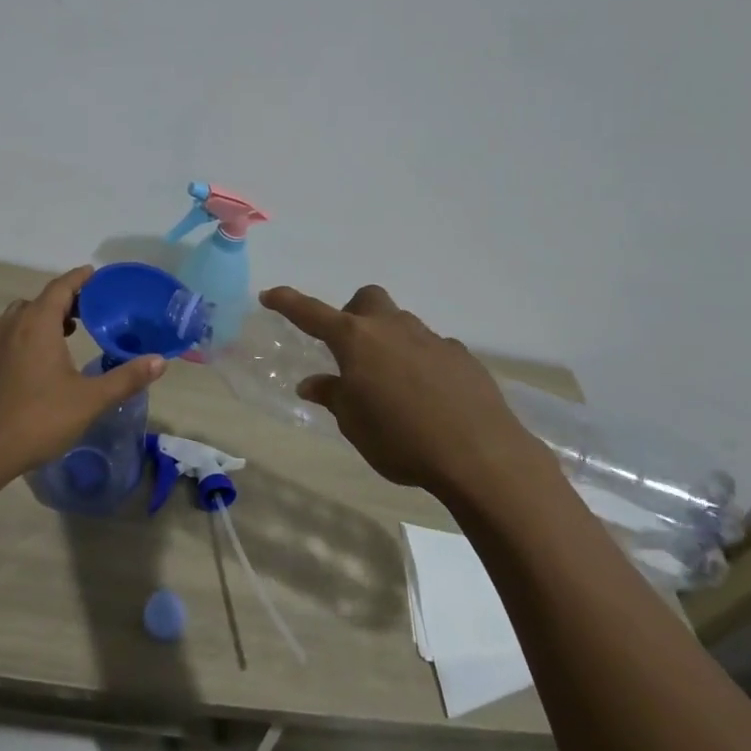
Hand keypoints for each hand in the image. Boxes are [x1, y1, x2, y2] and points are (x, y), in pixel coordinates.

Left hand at [0, 265, 164, 480]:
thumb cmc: (41, 419)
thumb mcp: (91, 400)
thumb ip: (126, 378)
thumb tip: (160, 361)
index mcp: (40, 324)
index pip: (61, 288)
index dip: (79, 279)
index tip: (94, 276)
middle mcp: (11, 324)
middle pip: (38, 300)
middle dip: (61, 302)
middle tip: (83, 315)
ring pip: (12, 315)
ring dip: (34, 316)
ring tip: (52, 332)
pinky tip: (0, 343)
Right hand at [261, 283, 556, 509]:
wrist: (480, 455)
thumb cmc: (402, 440)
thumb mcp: (354, 425)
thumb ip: (333, 396)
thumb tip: (313, 383)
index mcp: (355, 340)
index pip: (311, 313)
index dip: (287, 302)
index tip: (270, 295)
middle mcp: (391, 328)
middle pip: (367, 300)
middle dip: (354, 314)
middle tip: (352, 350)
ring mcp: (430, 339)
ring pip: (401, 325)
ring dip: (390, 343)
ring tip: (393, 385)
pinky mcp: (461, 357)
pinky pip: (432, 350)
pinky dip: (422, 365)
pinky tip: (430, 398)